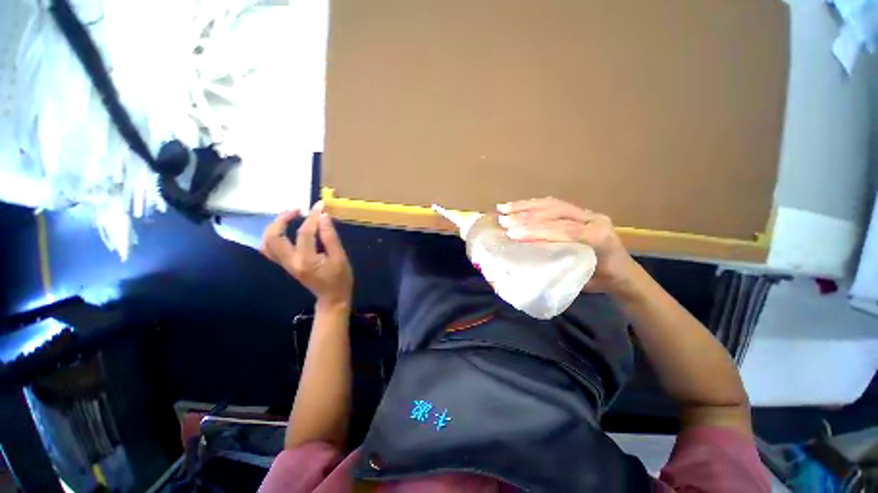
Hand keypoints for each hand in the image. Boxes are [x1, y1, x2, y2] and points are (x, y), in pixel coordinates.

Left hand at [261, 202, 352, 308]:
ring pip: (267, 242)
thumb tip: (323, 217)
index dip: (312, 217)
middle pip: (274, 236)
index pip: (305, 233)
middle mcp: (290, 262)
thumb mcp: (340, 257)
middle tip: (298, 210)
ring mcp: (285, 264)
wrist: (332, 298)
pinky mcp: (285, 265)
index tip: (320, 205)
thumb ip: (330, 237)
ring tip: (289, 217)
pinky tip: (284, 230)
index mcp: (306, 260)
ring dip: (275, 226)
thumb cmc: (340, 279)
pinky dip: (273, 236)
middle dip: (283, 219)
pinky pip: (270, 249)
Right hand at [497, 197, 636, 292]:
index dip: (536, 231)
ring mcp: (587, 213)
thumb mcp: (580, 280)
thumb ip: (558, 267)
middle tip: (503, 219)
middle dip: (526, 215)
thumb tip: (526, 259)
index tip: (513, 235)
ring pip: (553, 204)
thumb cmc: (600, 280)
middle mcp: (594, 219)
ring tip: (504, 208)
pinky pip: (554, 204)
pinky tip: (518, 206)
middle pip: (556, 212)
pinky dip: (533, 205)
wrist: (622, 273)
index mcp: (599, 237)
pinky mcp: (579, 212)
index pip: (563, 230)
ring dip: (526, 206)